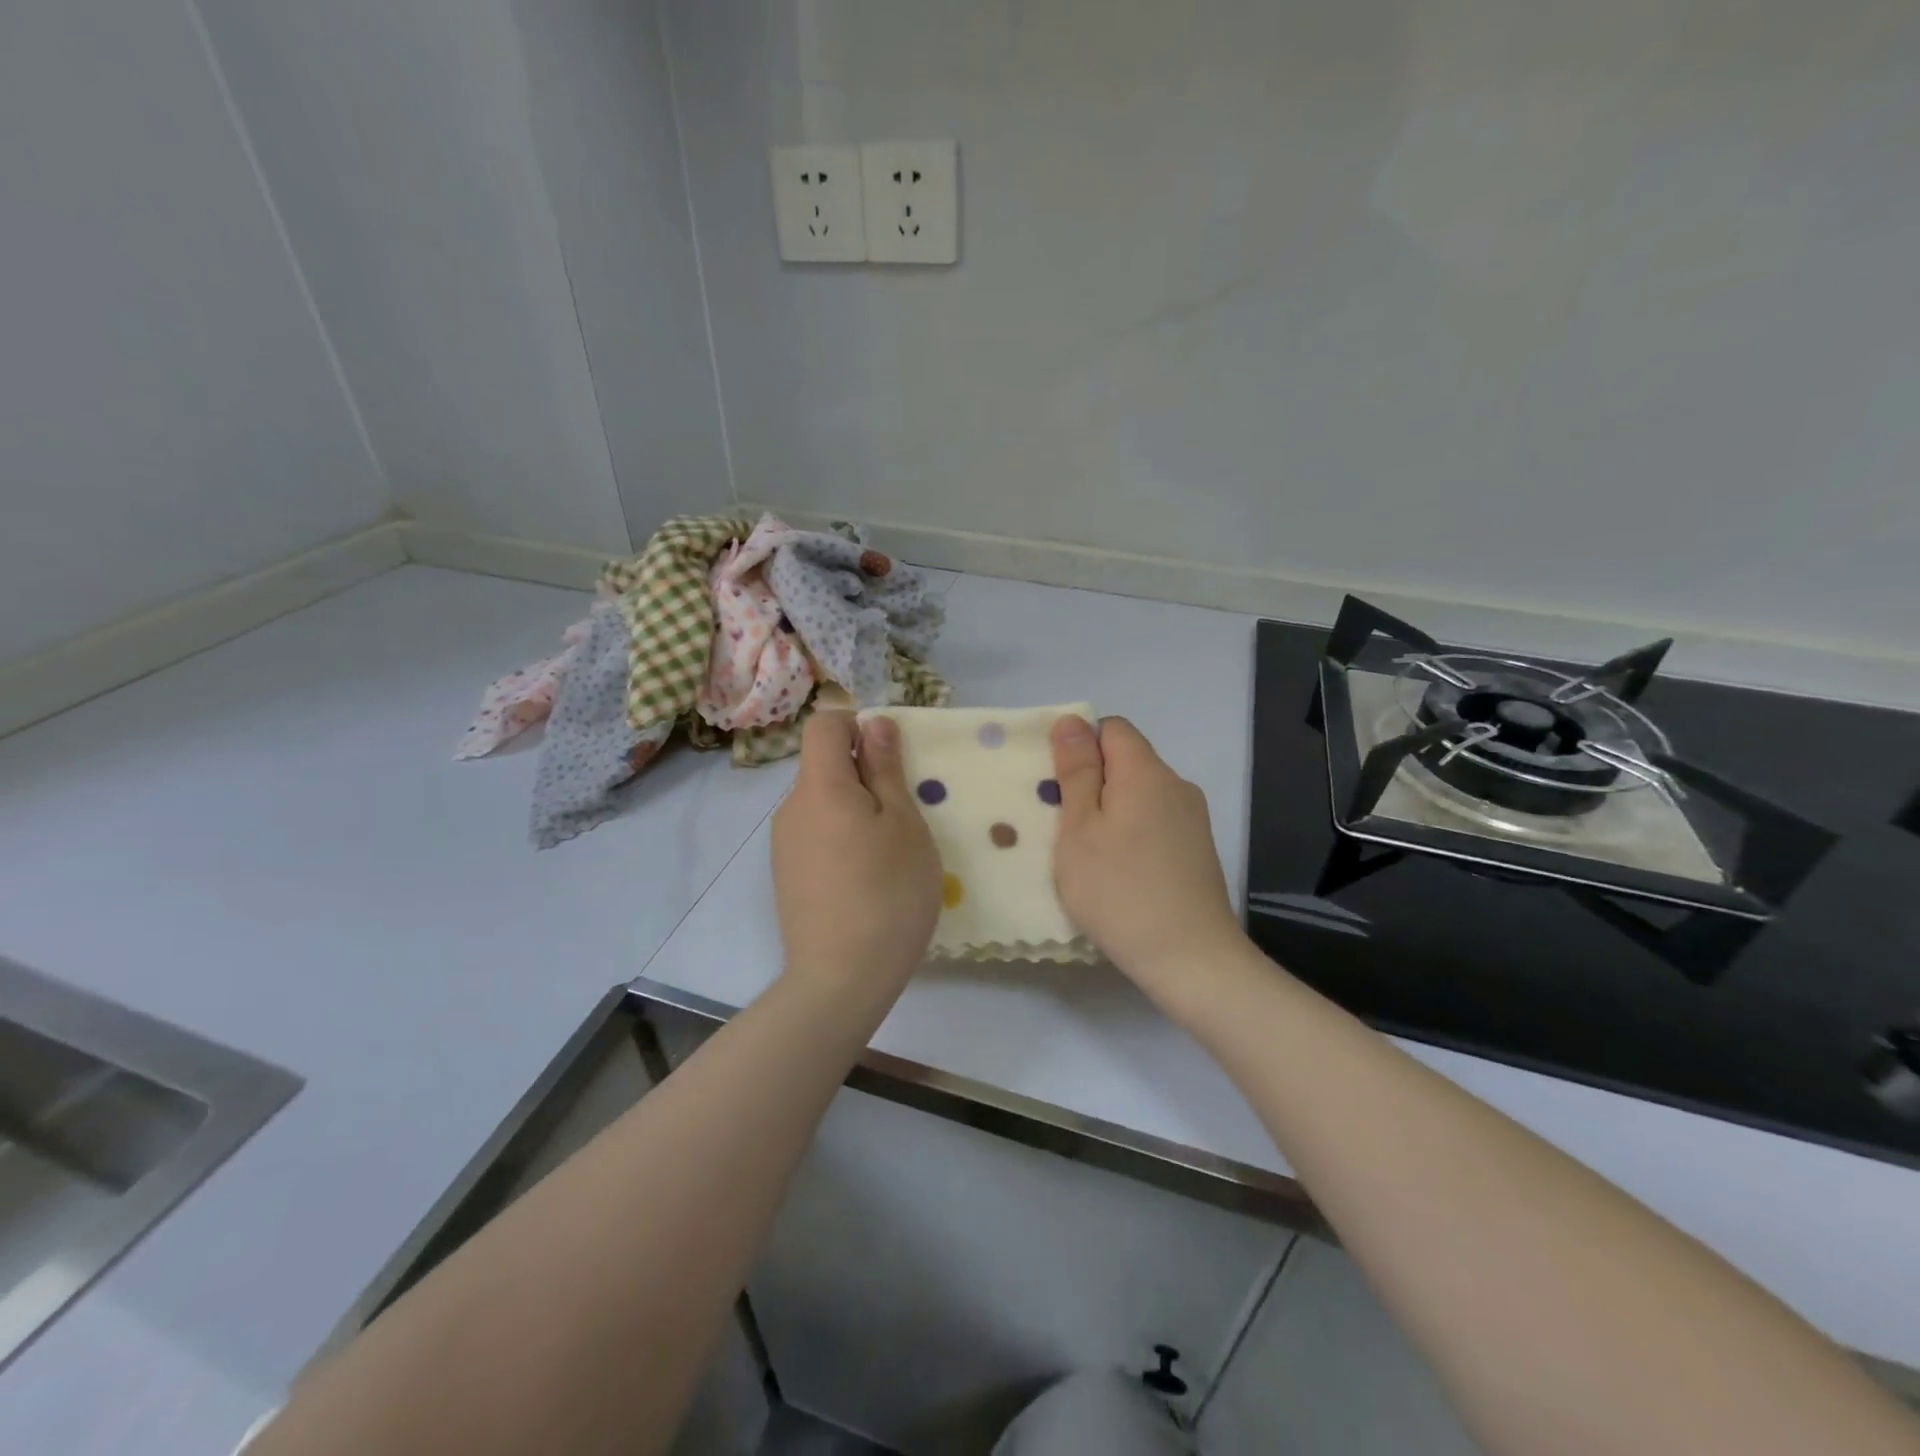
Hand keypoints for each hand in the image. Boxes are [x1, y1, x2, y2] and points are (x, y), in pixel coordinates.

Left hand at [772, 711, 942, 993]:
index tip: (890, 762)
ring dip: (855, 811)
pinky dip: (841, 840)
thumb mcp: (904, 823)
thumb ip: (885, 768)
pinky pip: (815, 835)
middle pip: (824, 766)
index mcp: (819, 786)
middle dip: (863, 776)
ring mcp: (784, 845)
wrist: (841, 978)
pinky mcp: (785, 876)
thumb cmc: (887, 892)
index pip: (824, 724)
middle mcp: (790, 808)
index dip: (857, 727)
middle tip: (903, 817)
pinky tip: (864, 881)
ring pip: (822, 804)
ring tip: (887, 856)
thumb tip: (874, 722)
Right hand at [1050, 716, 1246, 1005]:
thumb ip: (1077, 772)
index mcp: (1146, 772)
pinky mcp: (1198, 850)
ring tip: (1087, 854)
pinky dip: (1132, 834)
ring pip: (1140, 795)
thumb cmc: (1119, 890)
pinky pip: (1156, 822)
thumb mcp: (1080, 829)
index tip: (1058, 787)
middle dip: (1093, 782)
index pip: (1112, 729)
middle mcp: (1176, 785)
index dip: (1080, 746)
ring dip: (1111, 812)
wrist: (1189, 958)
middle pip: (1127, 762)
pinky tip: (1119, 872)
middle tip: (1062, 825)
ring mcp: (1192, 819)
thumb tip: (1072, 721)